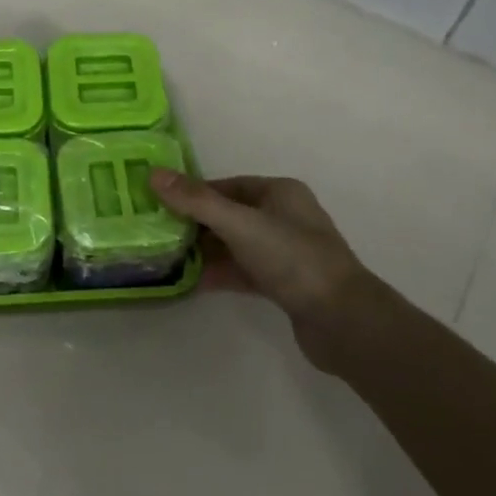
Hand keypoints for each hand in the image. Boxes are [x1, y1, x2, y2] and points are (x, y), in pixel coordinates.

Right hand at [150, 169, 375, 375]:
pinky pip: (242, 271)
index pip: (227, 185)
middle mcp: (283, 217)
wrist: (342, 320)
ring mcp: (284, 252)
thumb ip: (196, 201)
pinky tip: (189, 281)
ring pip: (234, 245)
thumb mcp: (240, 224)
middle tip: (156, 232)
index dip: (193, 193)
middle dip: (194, 223)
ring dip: (203, 251)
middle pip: (228, 214)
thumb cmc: (292, 259)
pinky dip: (218, 273)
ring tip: (165, 257)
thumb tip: (153, 174)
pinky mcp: (283, 284)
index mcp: (279, 192)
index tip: (158, 204)